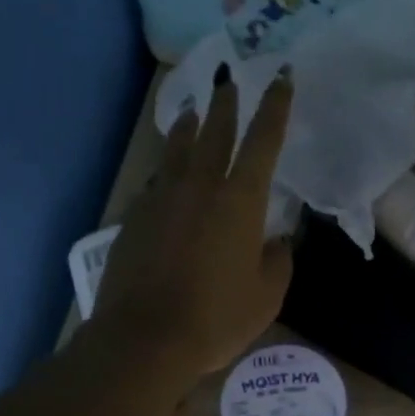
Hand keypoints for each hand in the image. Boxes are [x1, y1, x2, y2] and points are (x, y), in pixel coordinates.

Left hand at [89, 78, 293, 385]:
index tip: (280, 77)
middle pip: (214, 131)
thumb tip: (277, 240)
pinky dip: (165, 171)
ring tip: (191, 113)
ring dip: (188, 127)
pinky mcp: (134, 218)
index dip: (275, 107)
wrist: (145, 338)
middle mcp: (199, 186)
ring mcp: (161, 199)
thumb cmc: (216, 319)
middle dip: (225, 103)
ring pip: (176, 150)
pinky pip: (155, 183)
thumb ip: (278, 262)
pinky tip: (165, 177)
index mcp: (240, 201)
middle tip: (227, 79)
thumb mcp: (266, 297)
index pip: (263, 141)